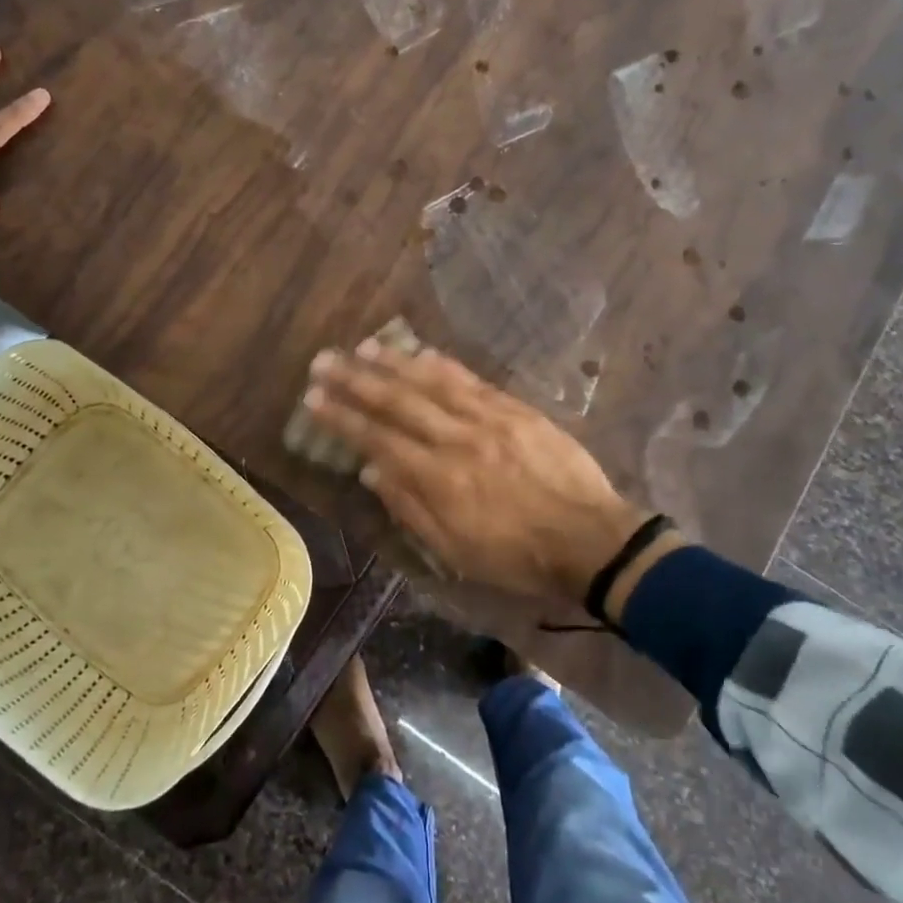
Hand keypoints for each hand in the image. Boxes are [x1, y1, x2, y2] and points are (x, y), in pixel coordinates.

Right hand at [304, 340, 664, 607]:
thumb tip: (371, 470)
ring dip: (393, 362)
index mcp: (438, 479)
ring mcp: (488, 419)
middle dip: (355, 380)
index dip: (342, 418)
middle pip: (398, 402)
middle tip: (323, 361)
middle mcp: (456, 440)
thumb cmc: (517, 556)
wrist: (589, 538)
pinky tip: (421, 352)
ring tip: (361, 346)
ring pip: (431, 382)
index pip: (378, 439)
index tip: (313, 399)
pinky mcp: (515, 409)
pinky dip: (442, 364)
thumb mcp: (455, 551)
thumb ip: (410, 508)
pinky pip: (471, 380)